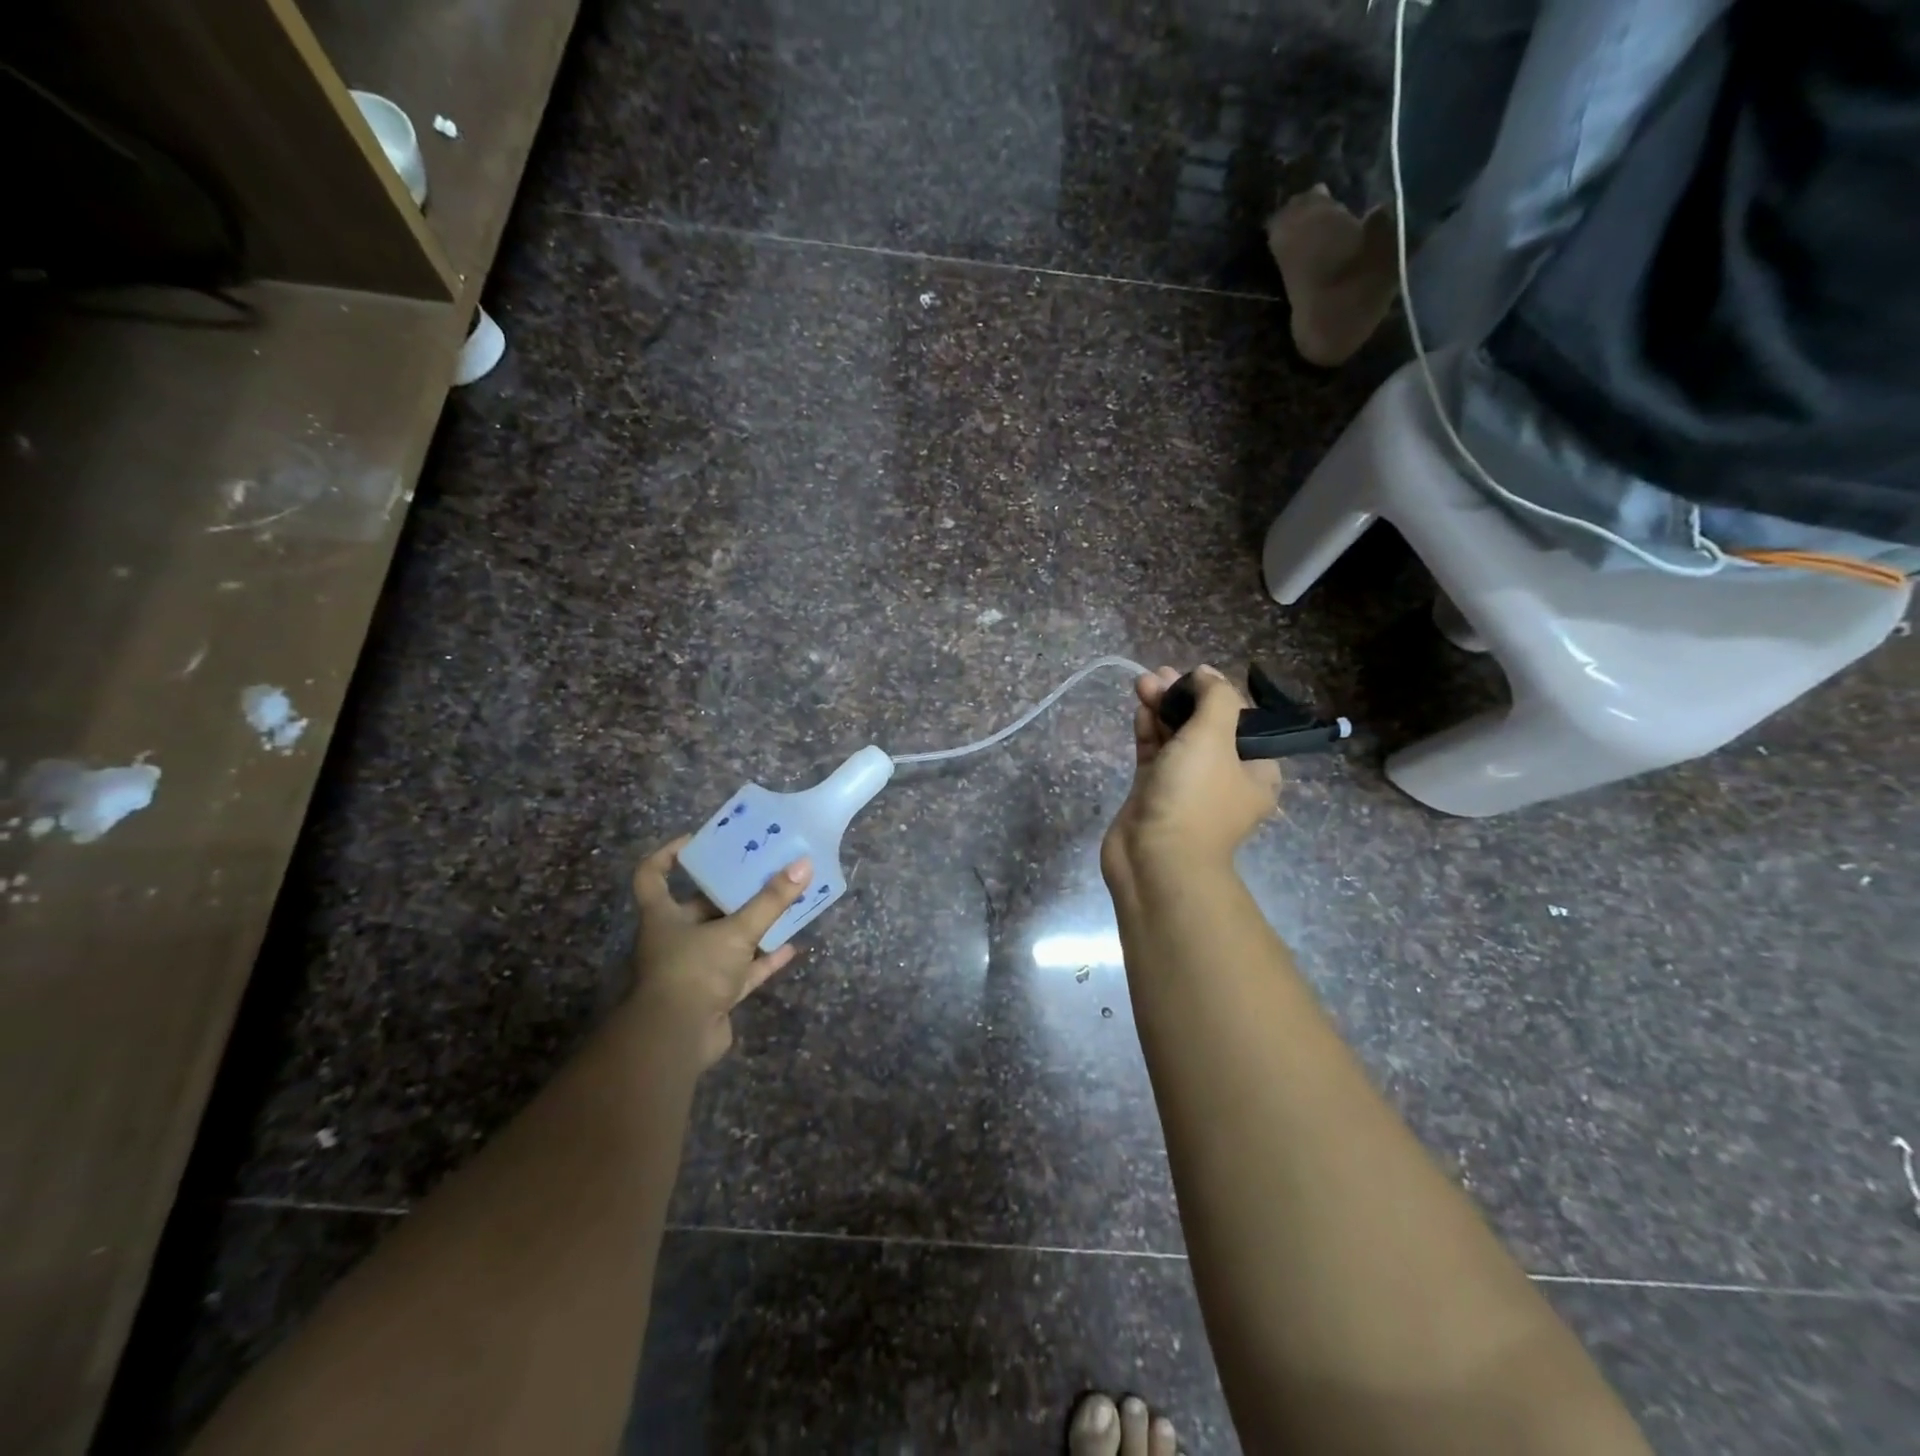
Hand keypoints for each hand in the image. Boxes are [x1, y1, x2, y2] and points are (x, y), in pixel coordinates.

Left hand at [628, 837, 811, 1070]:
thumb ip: (770, 900)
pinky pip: (743, 970)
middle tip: (761, 869)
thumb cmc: (694, 971)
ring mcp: (695, 969)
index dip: (668, 855)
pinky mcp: (714, 995)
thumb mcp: (736, 930)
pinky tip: (792, 946)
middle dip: (730, 890)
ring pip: (726, 938)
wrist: (677, 1040)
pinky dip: (765, 959)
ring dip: (752, 924)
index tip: (697, 841)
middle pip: (700, 906)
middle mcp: (674, 939)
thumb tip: (804, 864)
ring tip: (783, 902)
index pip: (652, 876)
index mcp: (663, 916)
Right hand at [1102, 665, 1281, 887]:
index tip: (1193, 675)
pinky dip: (1149, 731)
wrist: (1155, 861)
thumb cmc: (1194, 798)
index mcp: (1255, 770)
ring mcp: (1187, 786)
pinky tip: (1139, 709)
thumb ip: (1215, 698)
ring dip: (1162, 709)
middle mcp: (1225, 778)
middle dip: (1183, 697)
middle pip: (1206, 726)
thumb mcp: (1214, 738)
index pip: (1242, 720)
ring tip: (1141, 683)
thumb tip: (1207, 674)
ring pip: (1177, 738)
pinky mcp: (1155, 793)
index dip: (1217, 693)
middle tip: (1158, 674)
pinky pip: (1155, 754)